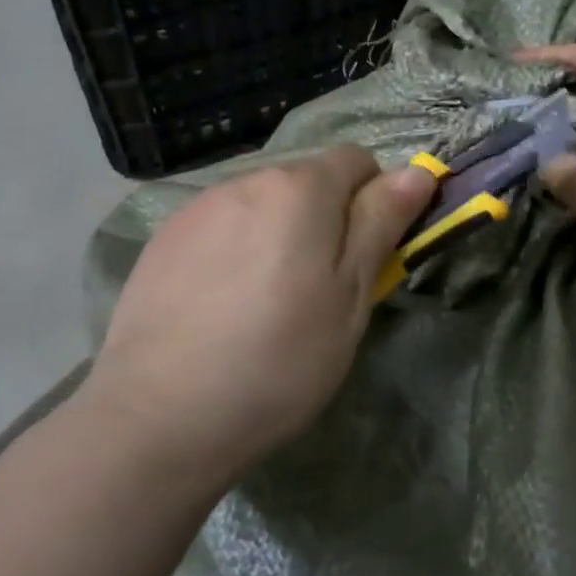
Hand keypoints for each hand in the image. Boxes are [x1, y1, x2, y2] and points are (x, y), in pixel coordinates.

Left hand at [81, 147, 436, 481]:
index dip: (373, 201)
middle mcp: (246, 180)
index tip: (366, 256)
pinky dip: (236, 249)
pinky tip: (221, 305)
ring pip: (262, 205)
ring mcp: (198, 208)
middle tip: (320, 289)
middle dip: (325, 219)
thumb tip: (416, 171)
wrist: (159, 415)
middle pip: (306, 180)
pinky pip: (221, 227)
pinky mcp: (164, 239)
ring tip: (265, 302)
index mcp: (299, 188)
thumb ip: (380, 224)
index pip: (357, 160)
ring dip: (278, 233)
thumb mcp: (349, 297)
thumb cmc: (278, 359)